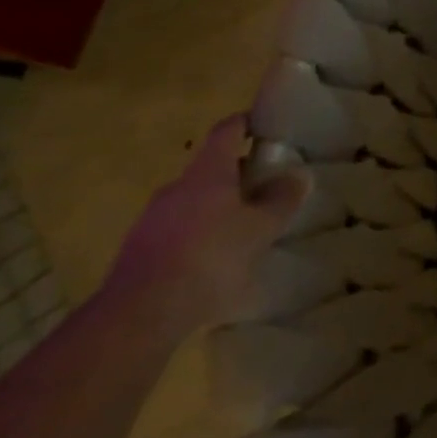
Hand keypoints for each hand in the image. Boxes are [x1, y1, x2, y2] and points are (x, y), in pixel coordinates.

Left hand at [103, 115, 307, 343]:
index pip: (227, 131)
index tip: (265, 126)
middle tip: (267, 188)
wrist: (138, 314)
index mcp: (206, 173)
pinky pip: (178, 231)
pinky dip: (200, 235)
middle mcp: (176, 187)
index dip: (247, 123)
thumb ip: (282, 199)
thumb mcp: (261, 229)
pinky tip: (215, 262)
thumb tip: (298, 175)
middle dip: (239, 174)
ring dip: (219, 208)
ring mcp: (152, 219)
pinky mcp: (138, 251)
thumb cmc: (210, 258)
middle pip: (211, 168)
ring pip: (193, 201)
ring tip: (245, 230)